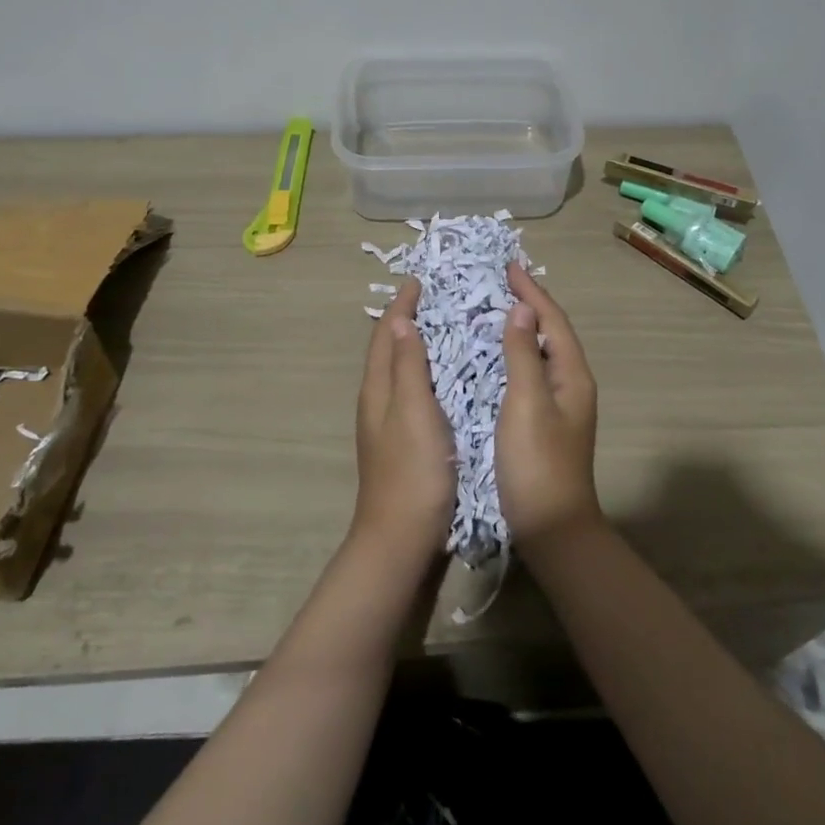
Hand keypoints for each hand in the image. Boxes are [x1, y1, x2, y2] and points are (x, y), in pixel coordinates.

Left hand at [352, 279, 455, 558]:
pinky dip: (424, 372)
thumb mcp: (413, 412)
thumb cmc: (412, 473)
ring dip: (414, 345)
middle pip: (387, 350)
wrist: (400, 541)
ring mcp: (388, 425)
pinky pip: (411, 391)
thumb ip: (406, 366)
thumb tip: (399, 319)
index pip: (385, 335)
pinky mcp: (403, 443)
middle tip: (436, 299)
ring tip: (444, 329)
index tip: (419, 282)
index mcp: (378, 390)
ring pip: (398, 371)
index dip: (400, 307)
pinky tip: (446, 379)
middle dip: (406, 320)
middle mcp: (378, 402)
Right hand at [497, 263, 600, 545]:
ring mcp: (558, 405)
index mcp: (572, 376)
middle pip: (550, 332)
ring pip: (540, 352)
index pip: (552, 320)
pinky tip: (492, 356)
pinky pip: (529, 372)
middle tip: (498, 282)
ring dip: (520, 328)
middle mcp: (570, 385)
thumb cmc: (538, 464)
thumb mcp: (527, 403)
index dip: (532, 291)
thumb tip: (522, 307)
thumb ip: (523, 354)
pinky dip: (513, 354)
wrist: (552, 531)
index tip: (507, 267)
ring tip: (493, 309)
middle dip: (528, 304)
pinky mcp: (543, 422)